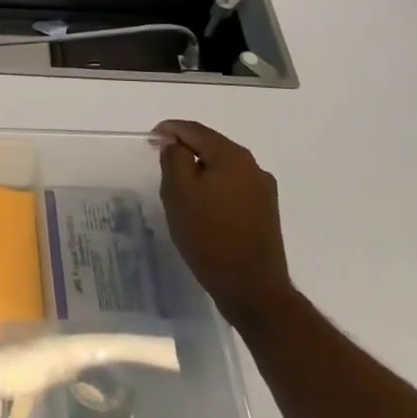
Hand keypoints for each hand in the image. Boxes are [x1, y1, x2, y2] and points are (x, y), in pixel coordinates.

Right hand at [154, 120, 294, 332]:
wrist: (252, 288)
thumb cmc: (209, 235)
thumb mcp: (179, 192)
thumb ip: (174, 158)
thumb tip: (176, 142)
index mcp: (232, 156)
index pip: (195, 130)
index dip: (171, 129)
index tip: (151, 137)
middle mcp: (253, 166)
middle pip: (212, 146)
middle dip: (186, 148)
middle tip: (162, 159)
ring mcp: (263, 190)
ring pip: (223, 168)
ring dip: (201, 169)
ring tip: (179, 183)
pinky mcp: (265, 212)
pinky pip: (233, 187)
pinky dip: (214, 187)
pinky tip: (203, 204)